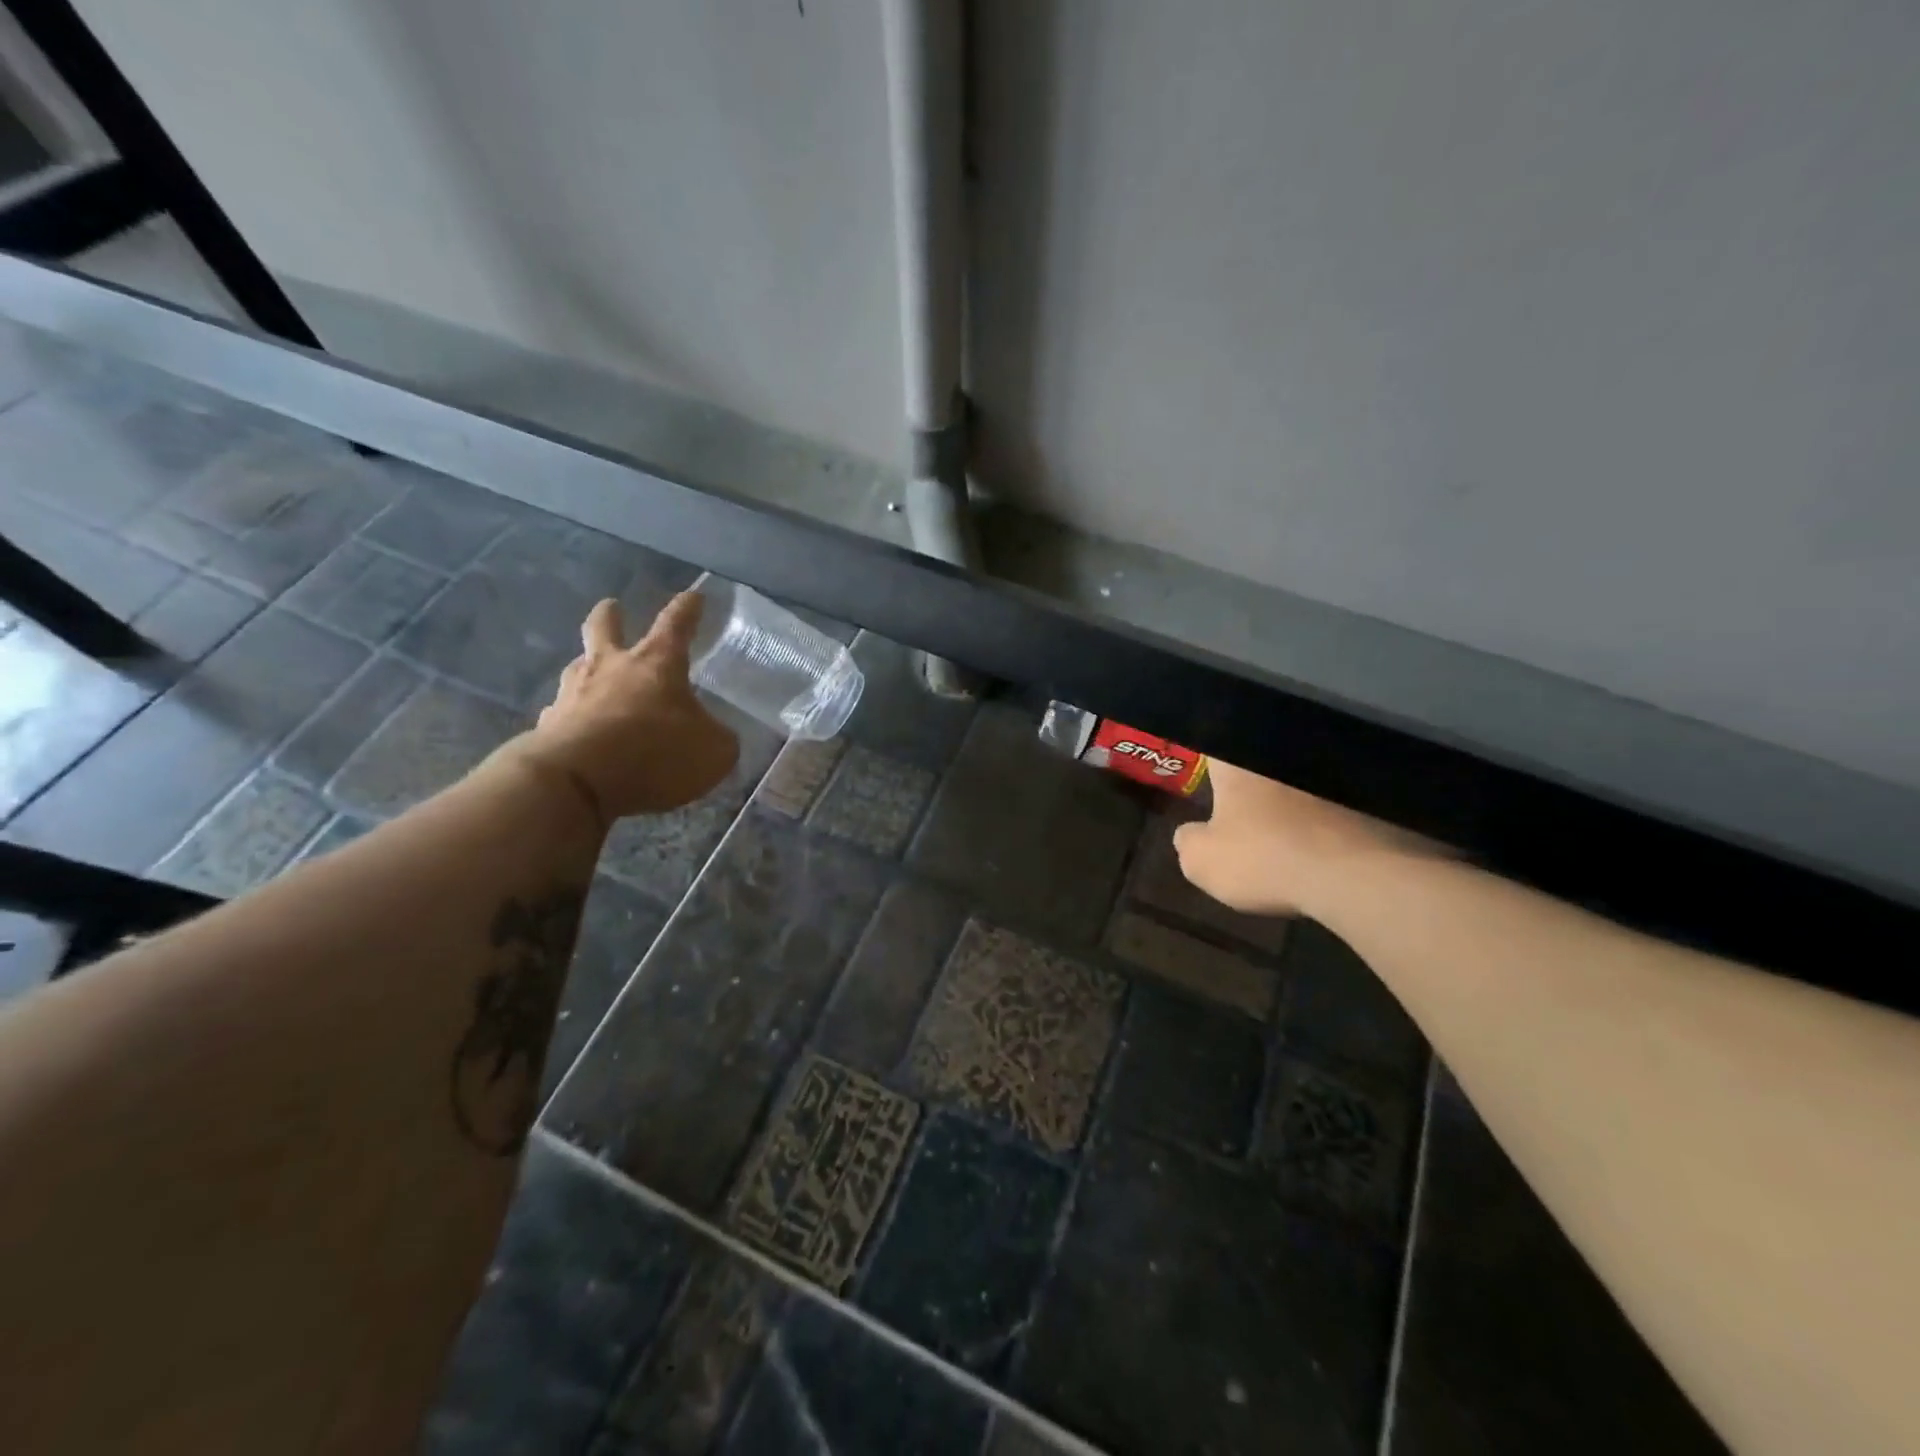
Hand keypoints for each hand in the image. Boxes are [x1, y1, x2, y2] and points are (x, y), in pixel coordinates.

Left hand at [514, 592, 738, 821]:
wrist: (576, 782)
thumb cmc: (655, 754)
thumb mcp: (713, 752)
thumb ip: (718, 738)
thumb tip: (715, 735)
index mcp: (657, 663)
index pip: (676, 624)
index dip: (687, 609)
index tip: (694, 596)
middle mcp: (611, 668)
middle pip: (604, 627)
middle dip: (610, 614)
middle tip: (612, 607)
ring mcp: (573, 694)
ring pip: (578, 666)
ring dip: (587, 665)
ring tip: (594, 674)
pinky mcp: (548, 725)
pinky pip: (562, 711)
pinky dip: (572, 715)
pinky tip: (577, 728)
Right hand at [1173, 762, 1430, 916]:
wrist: (1355, 875)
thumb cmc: (1265, 858)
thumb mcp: (1202, 862)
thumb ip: (1187, 843)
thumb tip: (1191, 834)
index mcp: (1237, 764)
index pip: (1216, 741)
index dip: (1209, 754)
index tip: (1207, 770)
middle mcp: (1283, 757)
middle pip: (1260, 758)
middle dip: (1252, 776)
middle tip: (1245, 803)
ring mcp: (1329, 776)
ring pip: (1301, 780)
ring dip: (1292, 797)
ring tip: (1286, 826)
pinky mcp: (1368, 798)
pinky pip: (1337, 802)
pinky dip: (1327, 817)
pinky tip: (1323, 842)